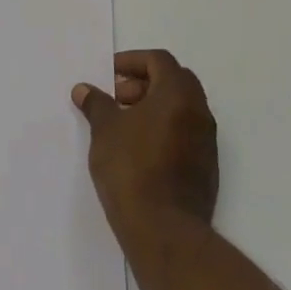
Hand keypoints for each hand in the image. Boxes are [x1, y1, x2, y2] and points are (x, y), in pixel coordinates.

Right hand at [73, 49, 217, 232]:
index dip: (132, 61)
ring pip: (182, 107)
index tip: (110, 75)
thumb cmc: (131, 168)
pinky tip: (140, 148)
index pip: (159, 60)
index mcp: (178, 94)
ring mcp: (206, 141)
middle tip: (117, 97)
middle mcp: (199, 112)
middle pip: (175, 80)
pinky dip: (165, 127)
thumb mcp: (105, 130)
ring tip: (124, 123)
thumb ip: (96, 104)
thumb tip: (84, 89)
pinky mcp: (206, 167)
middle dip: (144, 82)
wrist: (164, 229)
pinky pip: (186, 132)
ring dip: (154, 105)